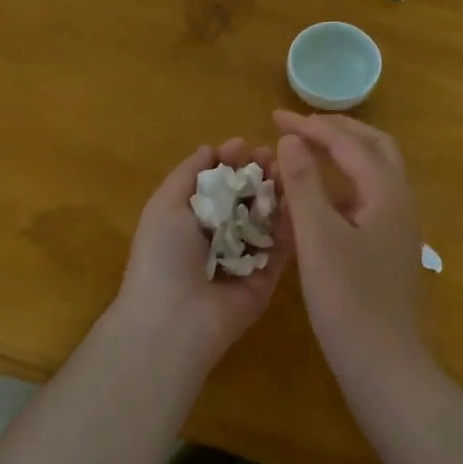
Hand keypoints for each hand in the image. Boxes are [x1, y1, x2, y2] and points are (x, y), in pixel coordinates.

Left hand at [113, 137, 288, 370]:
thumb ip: (188, 173)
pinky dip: (292, 222)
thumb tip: (211, 148)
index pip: (217, 183)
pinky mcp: (268, 277)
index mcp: (190, 218)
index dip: (231, 162)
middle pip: (245, 197)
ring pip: (267, 218)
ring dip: (278, 192)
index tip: (247, 144)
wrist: (174, 319)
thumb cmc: (162, 254)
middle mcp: (218, 236)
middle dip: (258, 173)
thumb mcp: (165, 204)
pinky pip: (283, 246)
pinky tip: (300, 196)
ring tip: (290, 170)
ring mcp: (245, 257)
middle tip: (275, 155)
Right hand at [272, 111, 427, 383]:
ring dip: (341, 155)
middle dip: (336, 131)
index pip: (349, 143)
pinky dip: (340, 185)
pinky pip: (365, 199)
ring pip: (373, 173)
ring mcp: (397, 227)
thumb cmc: (348, 300)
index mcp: (388, 193)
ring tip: (303, 152)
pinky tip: (314, 200)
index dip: (311, 127)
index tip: (274, 118)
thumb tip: (291, 139)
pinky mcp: (387, 248)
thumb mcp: (318, 239)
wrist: (383, 365)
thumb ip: (304, 185)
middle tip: (297, 126)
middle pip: (374, 147)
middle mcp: (400, 202)